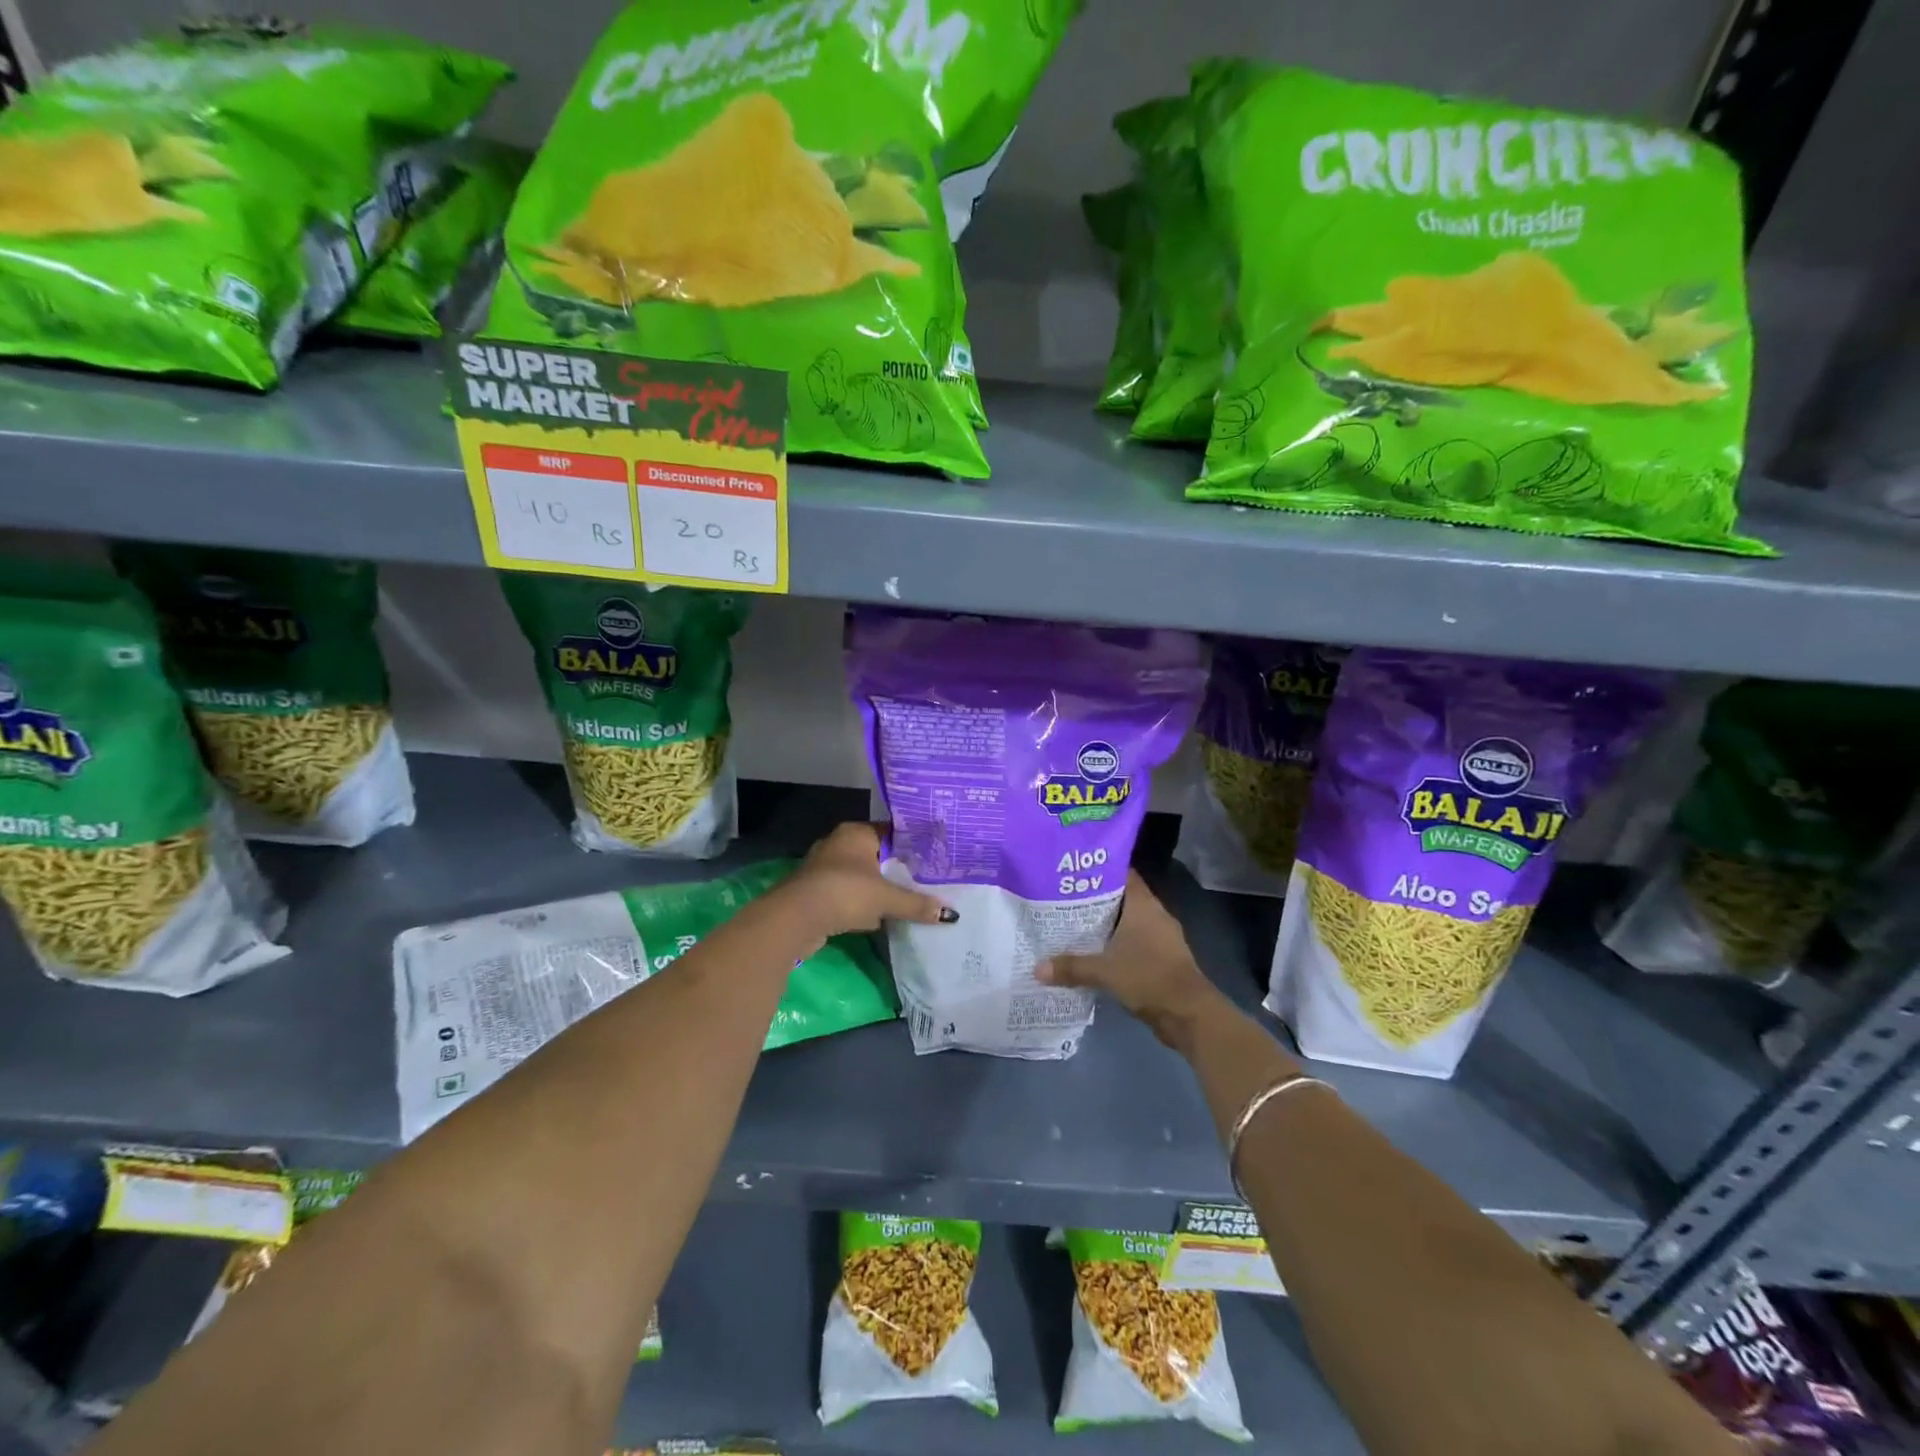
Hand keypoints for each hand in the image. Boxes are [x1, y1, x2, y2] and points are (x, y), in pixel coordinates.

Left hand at [781, 821, 955, 939]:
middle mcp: (839, 843)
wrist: (795, 919)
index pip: (891, 832)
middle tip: (926, 880)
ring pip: (862, 875)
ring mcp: (825, 867)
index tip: (934, 858)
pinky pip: (848, 893)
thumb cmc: (844, 893)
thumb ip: (916, 904)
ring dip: (878, 888)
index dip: (912, 845)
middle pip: (877, 854)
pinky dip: (862, 903)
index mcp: (856, 832)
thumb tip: (950, 914)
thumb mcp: (886, 898)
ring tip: (907, 899)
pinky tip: (879, 916)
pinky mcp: (817, 891)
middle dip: (897, 869)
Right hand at [1037, 872, 1223, 1048]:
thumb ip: (1071, 967)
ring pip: (1129, 922)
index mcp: (1143, 905)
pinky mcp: (1163, 959)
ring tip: (1074, 925)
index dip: (1099, 871)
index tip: (1074, 872)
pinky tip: (1096, 954)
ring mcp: (1162, 938)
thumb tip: (1037, 968)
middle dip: (1095, 899)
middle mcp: (1154, 915)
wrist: (1189, 1014)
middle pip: (1122, 898)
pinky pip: (1136, 943)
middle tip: (1064, 899)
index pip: (1122, 874)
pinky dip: (1118, 945)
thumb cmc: (1148, 977)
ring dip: (1107, 925)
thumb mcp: (1104, 971)